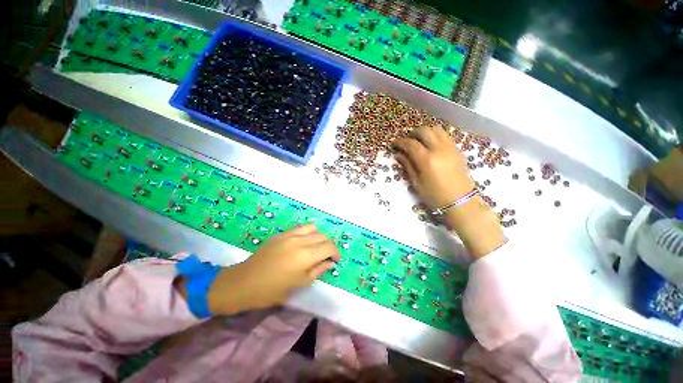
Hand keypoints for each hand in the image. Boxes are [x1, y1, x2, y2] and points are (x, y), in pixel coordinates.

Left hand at [208, 224, 339, 314]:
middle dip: (329, 245)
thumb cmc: (272, 289)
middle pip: (323, 236)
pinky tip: (303, 243)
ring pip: (313, 228)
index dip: (336, 253)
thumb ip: (318, 270)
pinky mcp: (282, 233)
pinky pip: (300, 228)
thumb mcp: (300, 283)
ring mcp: (290, 234)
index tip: (335, 260)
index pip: (329, 247)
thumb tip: (330, 262)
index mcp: (305, 256)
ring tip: (316, 247)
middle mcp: (300, 241)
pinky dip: (307, 233)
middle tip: (327, 256)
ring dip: (319, 237)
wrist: (244, 282)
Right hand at [393, 125, 505, 258]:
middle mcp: (439, 149)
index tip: (394, 144)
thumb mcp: (417, 183)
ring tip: (418, 140)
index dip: (400, 142)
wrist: (461, 201)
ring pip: (436, 129)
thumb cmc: (435, 196)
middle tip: (406, 141)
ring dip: (425, 132)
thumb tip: (398, 154)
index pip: (410, 144)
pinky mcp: (457, 150)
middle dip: (412, 133)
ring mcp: (450, 148)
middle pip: (424, 131)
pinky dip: (435, 135)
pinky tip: (430, 144)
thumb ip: (407, 166)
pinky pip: (445, 135)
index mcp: (427, 160)